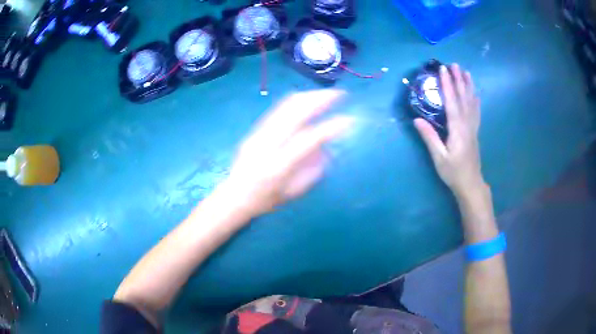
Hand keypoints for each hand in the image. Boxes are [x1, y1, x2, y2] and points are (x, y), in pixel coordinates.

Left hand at [221, 90, 351, 216]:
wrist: (234, 196)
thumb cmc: (265, 200)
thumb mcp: (293, 192)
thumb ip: (313, 171)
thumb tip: (327, 148)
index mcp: (279, 165)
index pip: (309, 139)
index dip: (331, 127)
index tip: (350, 120)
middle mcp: (268, 144)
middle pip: (296, 112)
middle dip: (320, 99)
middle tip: (340, 94)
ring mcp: (259, 133)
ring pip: (286, 105)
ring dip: (309, 96)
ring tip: (326, 94)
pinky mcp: (255, 129)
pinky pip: (279, 109)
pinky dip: (297, 102)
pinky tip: (308, 102)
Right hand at [414, 64, 483, 197]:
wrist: (471, 184)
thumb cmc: (453, 172)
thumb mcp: (439, 157)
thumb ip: (429, 138)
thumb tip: (416, 119)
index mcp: (458, 129)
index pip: (452, 102)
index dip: (447, 85)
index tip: (443, 70)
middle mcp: (467, 124)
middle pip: (463, 98)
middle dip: (458, 79)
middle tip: (454, 64)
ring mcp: (473, 127)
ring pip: (472, 102)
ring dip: (468, 86)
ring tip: (466, 72)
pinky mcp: (475, 131)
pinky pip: (476, 111)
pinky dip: (476, 99)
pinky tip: (475, 93)